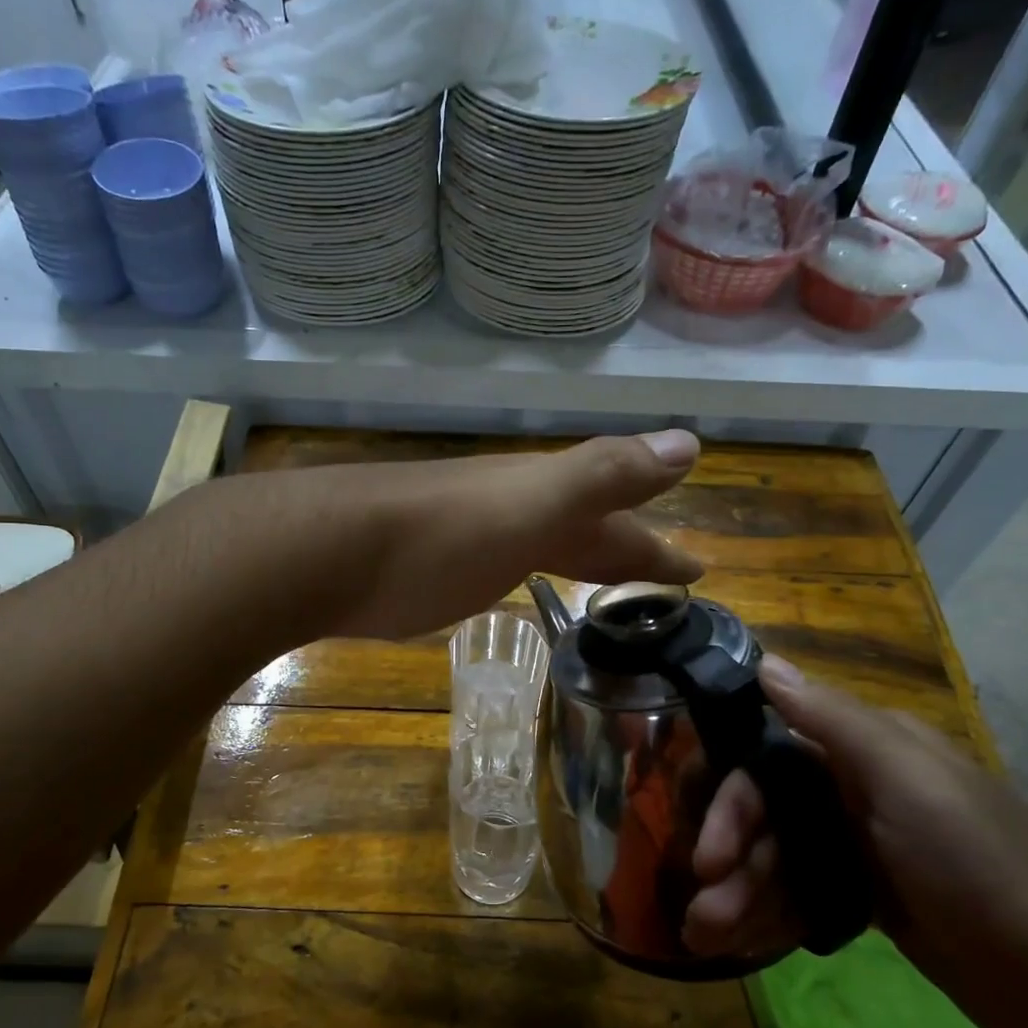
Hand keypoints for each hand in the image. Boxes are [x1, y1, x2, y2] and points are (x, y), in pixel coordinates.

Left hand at [329, 429, 704, 640]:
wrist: (327, 551)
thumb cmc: (437, 537)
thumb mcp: (530, 503)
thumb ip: (603, 476)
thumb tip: (689, 442)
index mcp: (541, 498)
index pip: (618, 519)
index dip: (657, 546)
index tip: (700, 571)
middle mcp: (511, 511)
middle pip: (583, 528)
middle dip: (628, 551)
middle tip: (671, 583)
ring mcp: (470, 538)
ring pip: (543, 544)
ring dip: (581, 558)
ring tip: (610, 585)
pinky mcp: (434, 568)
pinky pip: (503, 565)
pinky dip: (530, 572)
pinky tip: (523, 582)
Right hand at [683, 658, 1027, 1027]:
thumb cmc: (981, 866)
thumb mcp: (909, 782)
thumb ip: (833, 720)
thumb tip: (766, 662)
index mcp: (864, 751)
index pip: (766, 761)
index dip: (731, 806)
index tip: (708, 858)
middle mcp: (855, 788)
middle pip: (765, 816)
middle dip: (732, 863)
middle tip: (705, 916)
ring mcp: (862, 845)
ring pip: (778, 860)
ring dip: (742, 897)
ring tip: (711, 940)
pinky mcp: (868, 895)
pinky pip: (801, 894)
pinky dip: (771, 915)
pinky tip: (744, 943)